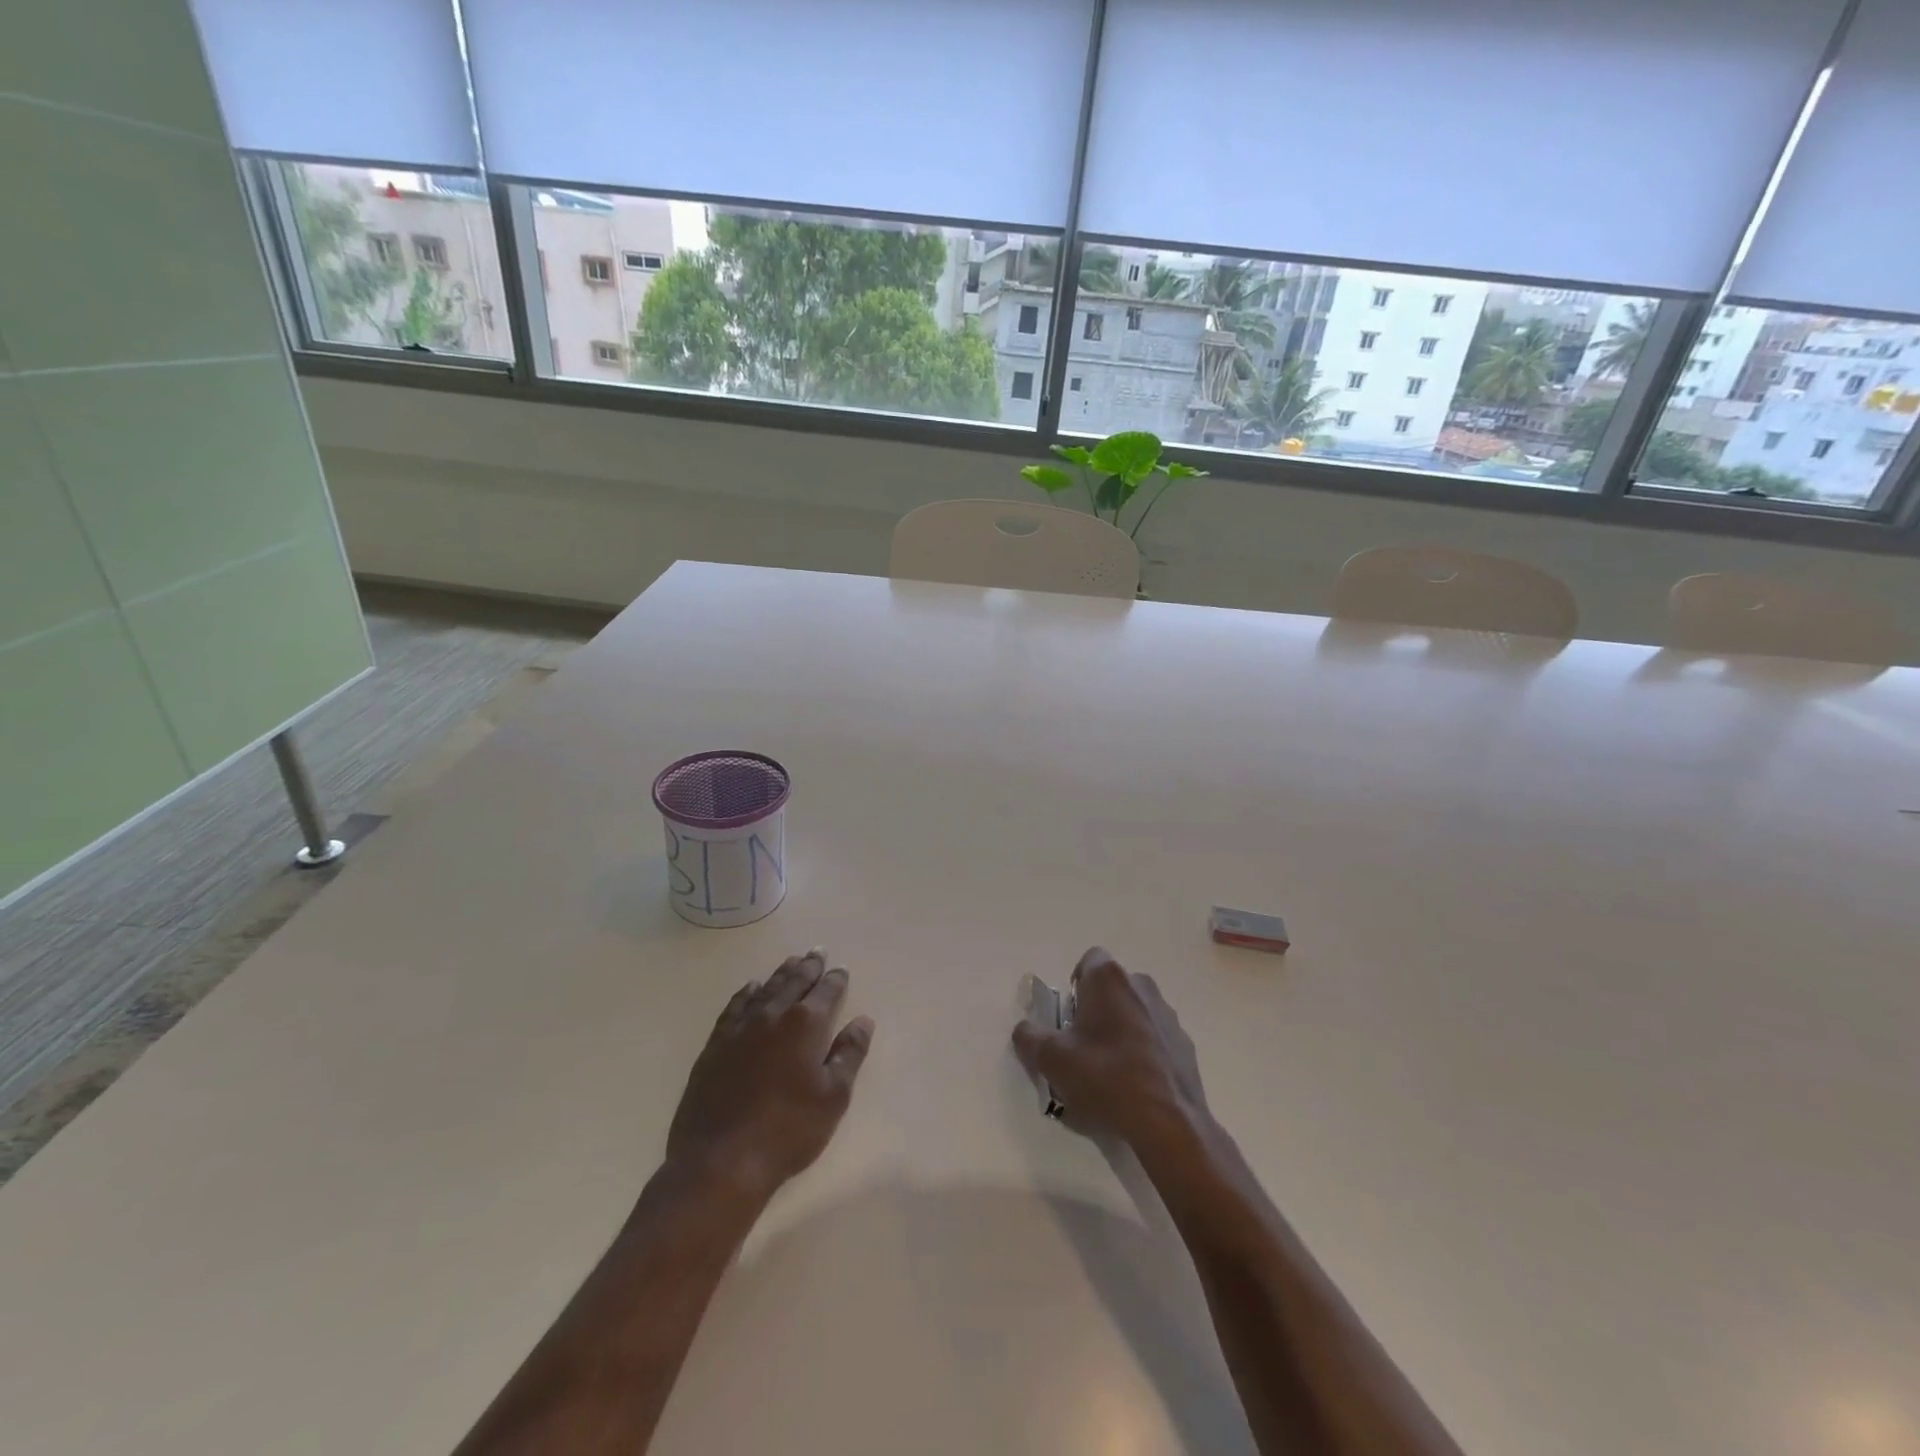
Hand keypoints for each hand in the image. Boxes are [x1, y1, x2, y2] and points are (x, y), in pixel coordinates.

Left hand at [666, 950, 873, 1203]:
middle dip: (809, 966)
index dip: (836, 979)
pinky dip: (746, 993)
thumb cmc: (787, 1131)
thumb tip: (863, 1021)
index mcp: (805, 1024)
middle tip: (818, 951)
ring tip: (791, 962)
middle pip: (794, 981)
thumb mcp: (833, 1097)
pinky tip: (751, 988)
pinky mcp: (715, 1045)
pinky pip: (734, 1006)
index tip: (841, 970)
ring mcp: (740, 1028)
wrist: (720, 1161)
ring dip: (781, 974)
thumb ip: (849, 1054)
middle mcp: (773, 1015)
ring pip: (765, 989)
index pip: (826, 992)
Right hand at [1012, 947, 1207, 1154]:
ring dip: (1119, 1029)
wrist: (1168, 1122)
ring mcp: (1167, 1014)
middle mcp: (1141, 985)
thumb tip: (1024, 1029)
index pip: (1088, 961)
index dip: (1075, 986)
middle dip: (1095, 1009)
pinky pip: (1154, 1036)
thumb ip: (1029, 1037)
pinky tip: (1134, 1084)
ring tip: (1108, 1070)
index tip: (1068, 1018)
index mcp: (1109, 978)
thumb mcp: (1051, 1059)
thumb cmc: (1105, 1077)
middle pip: (1110, 987)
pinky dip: (1142, 1050)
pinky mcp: (1184, 1043)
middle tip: (1081, 1045)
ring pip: (1133, 1011)